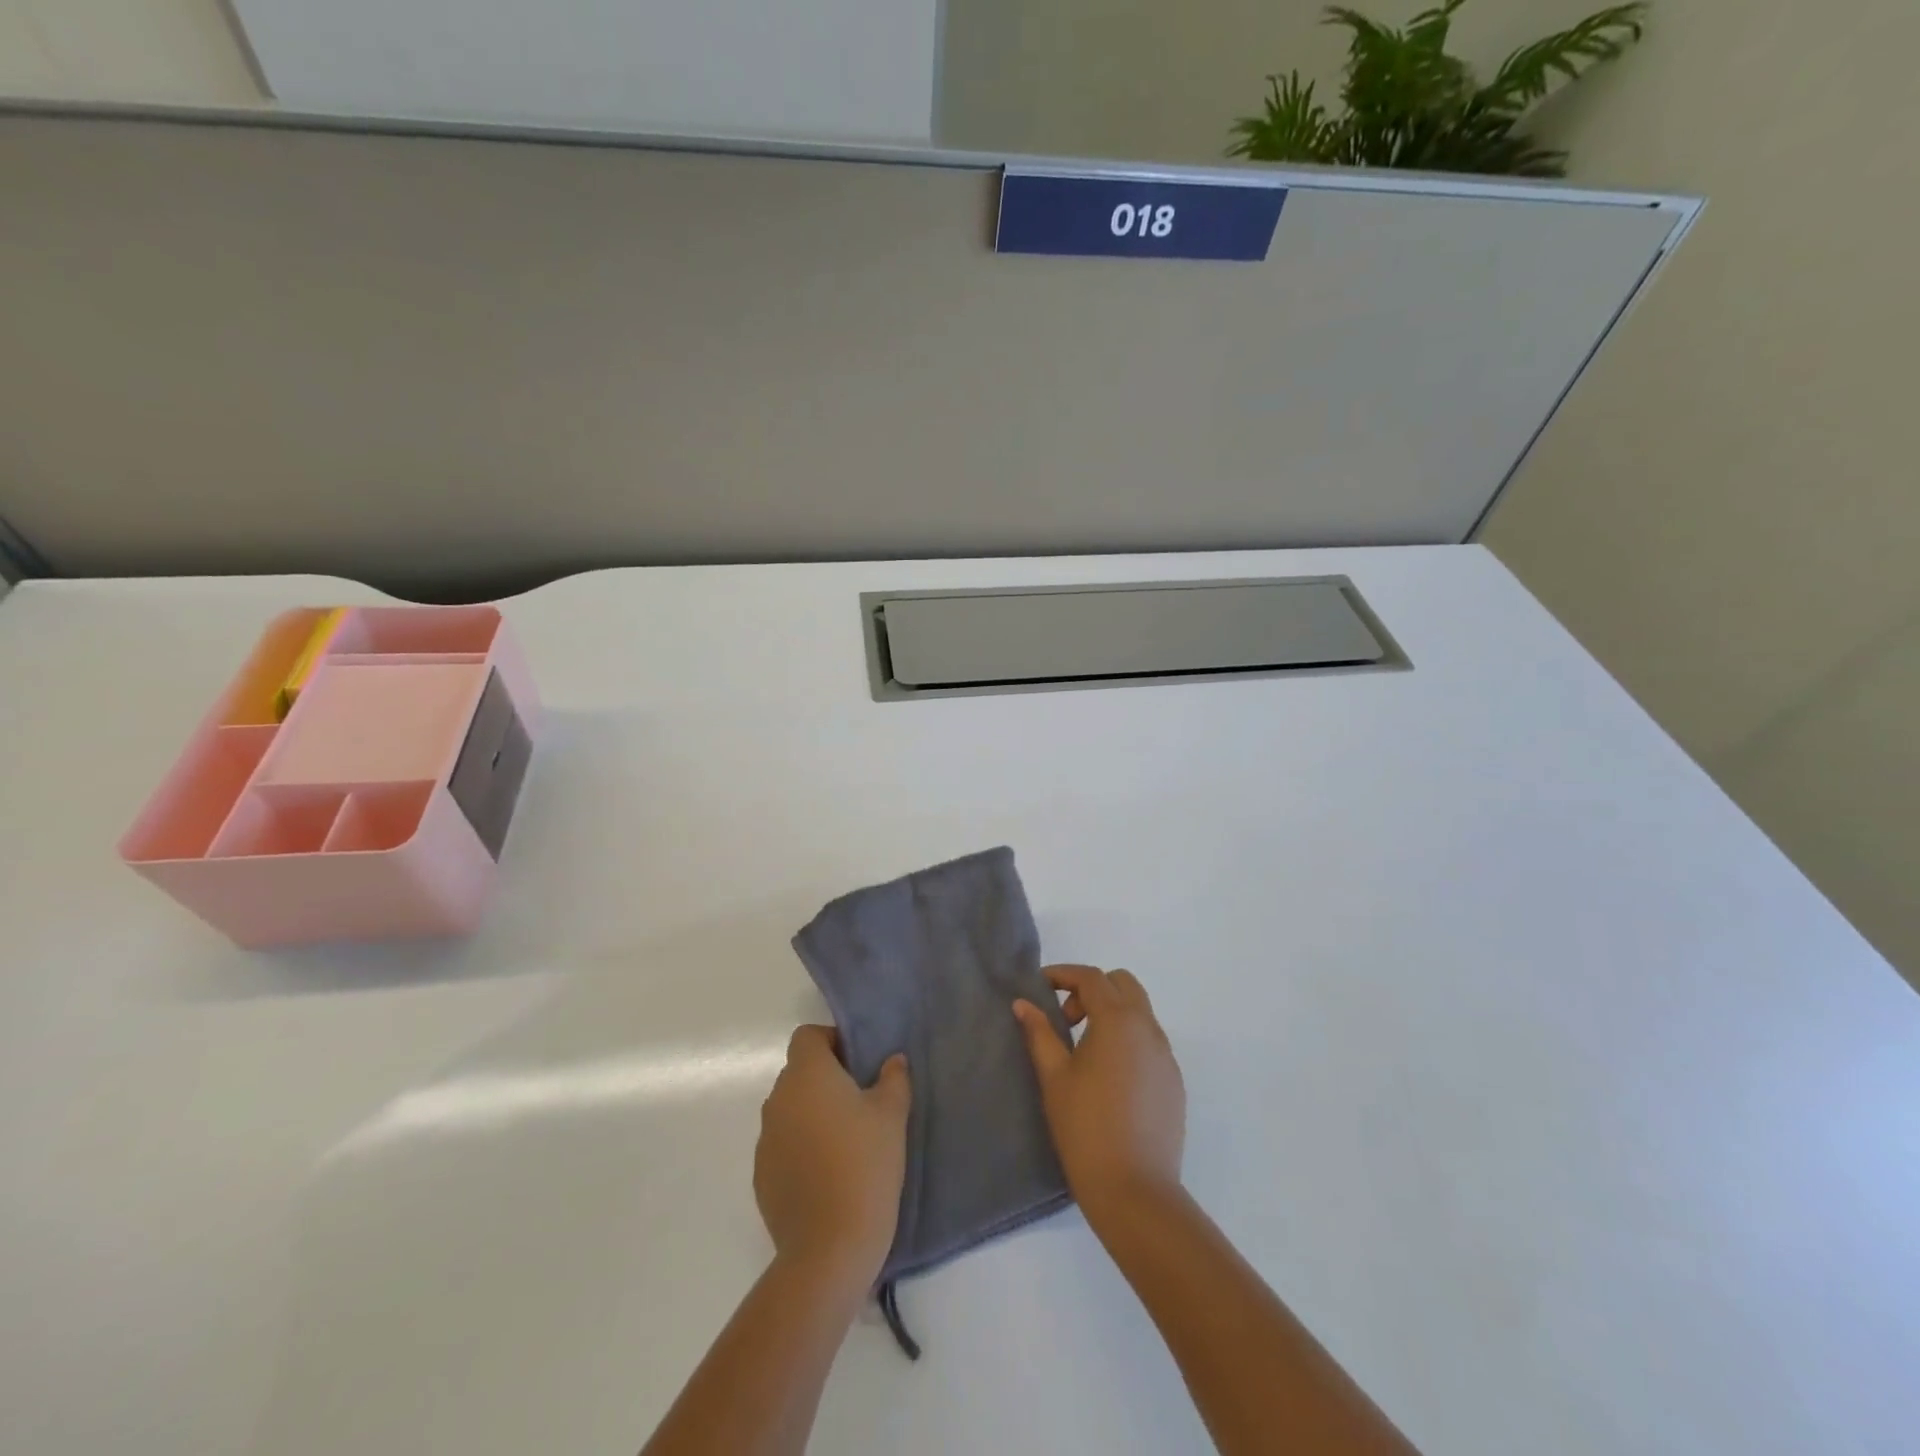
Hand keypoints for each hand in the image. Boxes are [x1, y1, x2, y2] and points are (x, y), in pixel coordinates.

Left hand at [755, 1025, 910, 1295]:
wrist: (830, 1249)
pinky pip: (783, 1145)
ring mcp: (765, 1140)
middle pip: (799, 1072)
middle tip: (862, 1101)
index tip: (859, 1064)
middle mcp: (778, 1099)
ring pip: (791, 1110)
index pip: (808, 1036)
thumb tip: (891, 1061)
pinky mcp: (761, 1176)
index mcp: (807, 1075)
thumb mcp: (892, 1115)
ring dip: (813, 1114)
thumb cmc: (865, 1165)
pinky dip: (802, 1148)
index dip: (832, 1041)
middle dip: (826, 1079)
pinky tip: (828, 1174)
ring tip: (847, 1141)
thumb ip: (893, 1078)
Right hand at [1013, 966, 1185, 1227]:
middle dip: (1092, 990)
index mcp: (1118, 1021)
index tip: (1040, 987)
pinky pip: (1150, 1042)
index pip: (1091, 978)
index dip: (1063, 974)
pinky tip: (1109, 1076)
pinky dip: (1128, 1039)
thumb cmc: (1085, 1128)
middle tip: (1066, 1020)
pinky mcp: (1174, 1082)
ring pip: (1140, 1012)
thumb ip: (1039, 1033)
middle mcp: (1148, 1029)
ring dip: (1112, 1013)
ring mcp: (1166, 1056)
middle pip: (1122, 985)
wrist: (1135, 1191)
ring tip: (1084, 1050)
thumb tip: (1023, 1004)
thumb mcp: (1054, 1077)